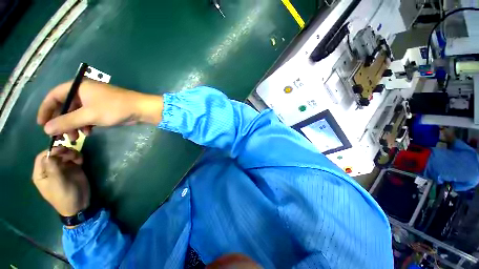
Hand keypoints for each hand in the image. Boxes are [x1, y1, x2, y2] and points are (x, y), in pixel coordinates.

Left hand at [32, 147, 89, 216]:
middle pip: (52, 153)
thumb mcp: (56, 182)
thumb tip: (50, 152)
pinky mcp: (69, 167)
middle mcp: (48, 169)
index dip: (49, 152)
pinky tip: (79, 160)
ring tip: (75, 157)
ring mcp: (59, 167)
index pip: (41, 157)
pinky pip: (70, 156)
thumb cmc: (64, 197)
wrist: (80, 208)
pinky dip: (75, 156)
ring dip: (69, 152)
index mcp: (40, 175)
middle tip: (68, 152)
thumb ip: (51, 165)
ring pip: (61, 152)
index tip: (58, 151)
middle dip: (60, 151)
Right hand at [37, 80, 163, 139]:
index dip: (46, 107)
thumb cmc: (112, 108)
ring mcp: (87, 100)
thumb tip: (47, 129)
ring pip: (71, 114)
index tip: (40, 124)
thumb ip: (66, 122)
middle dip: (59, 121)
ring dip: (71, 127)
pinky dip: (81, 126)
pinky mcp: (94, 108)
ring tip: (75, 138)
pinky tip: (88, 133)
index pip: (55, 94)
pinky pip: (81, 117)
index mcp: (77, 86)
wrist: (135, 110)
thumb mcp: (87, 116)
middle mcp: (80, 91)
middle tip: (57, 136)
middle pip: (62, 105)